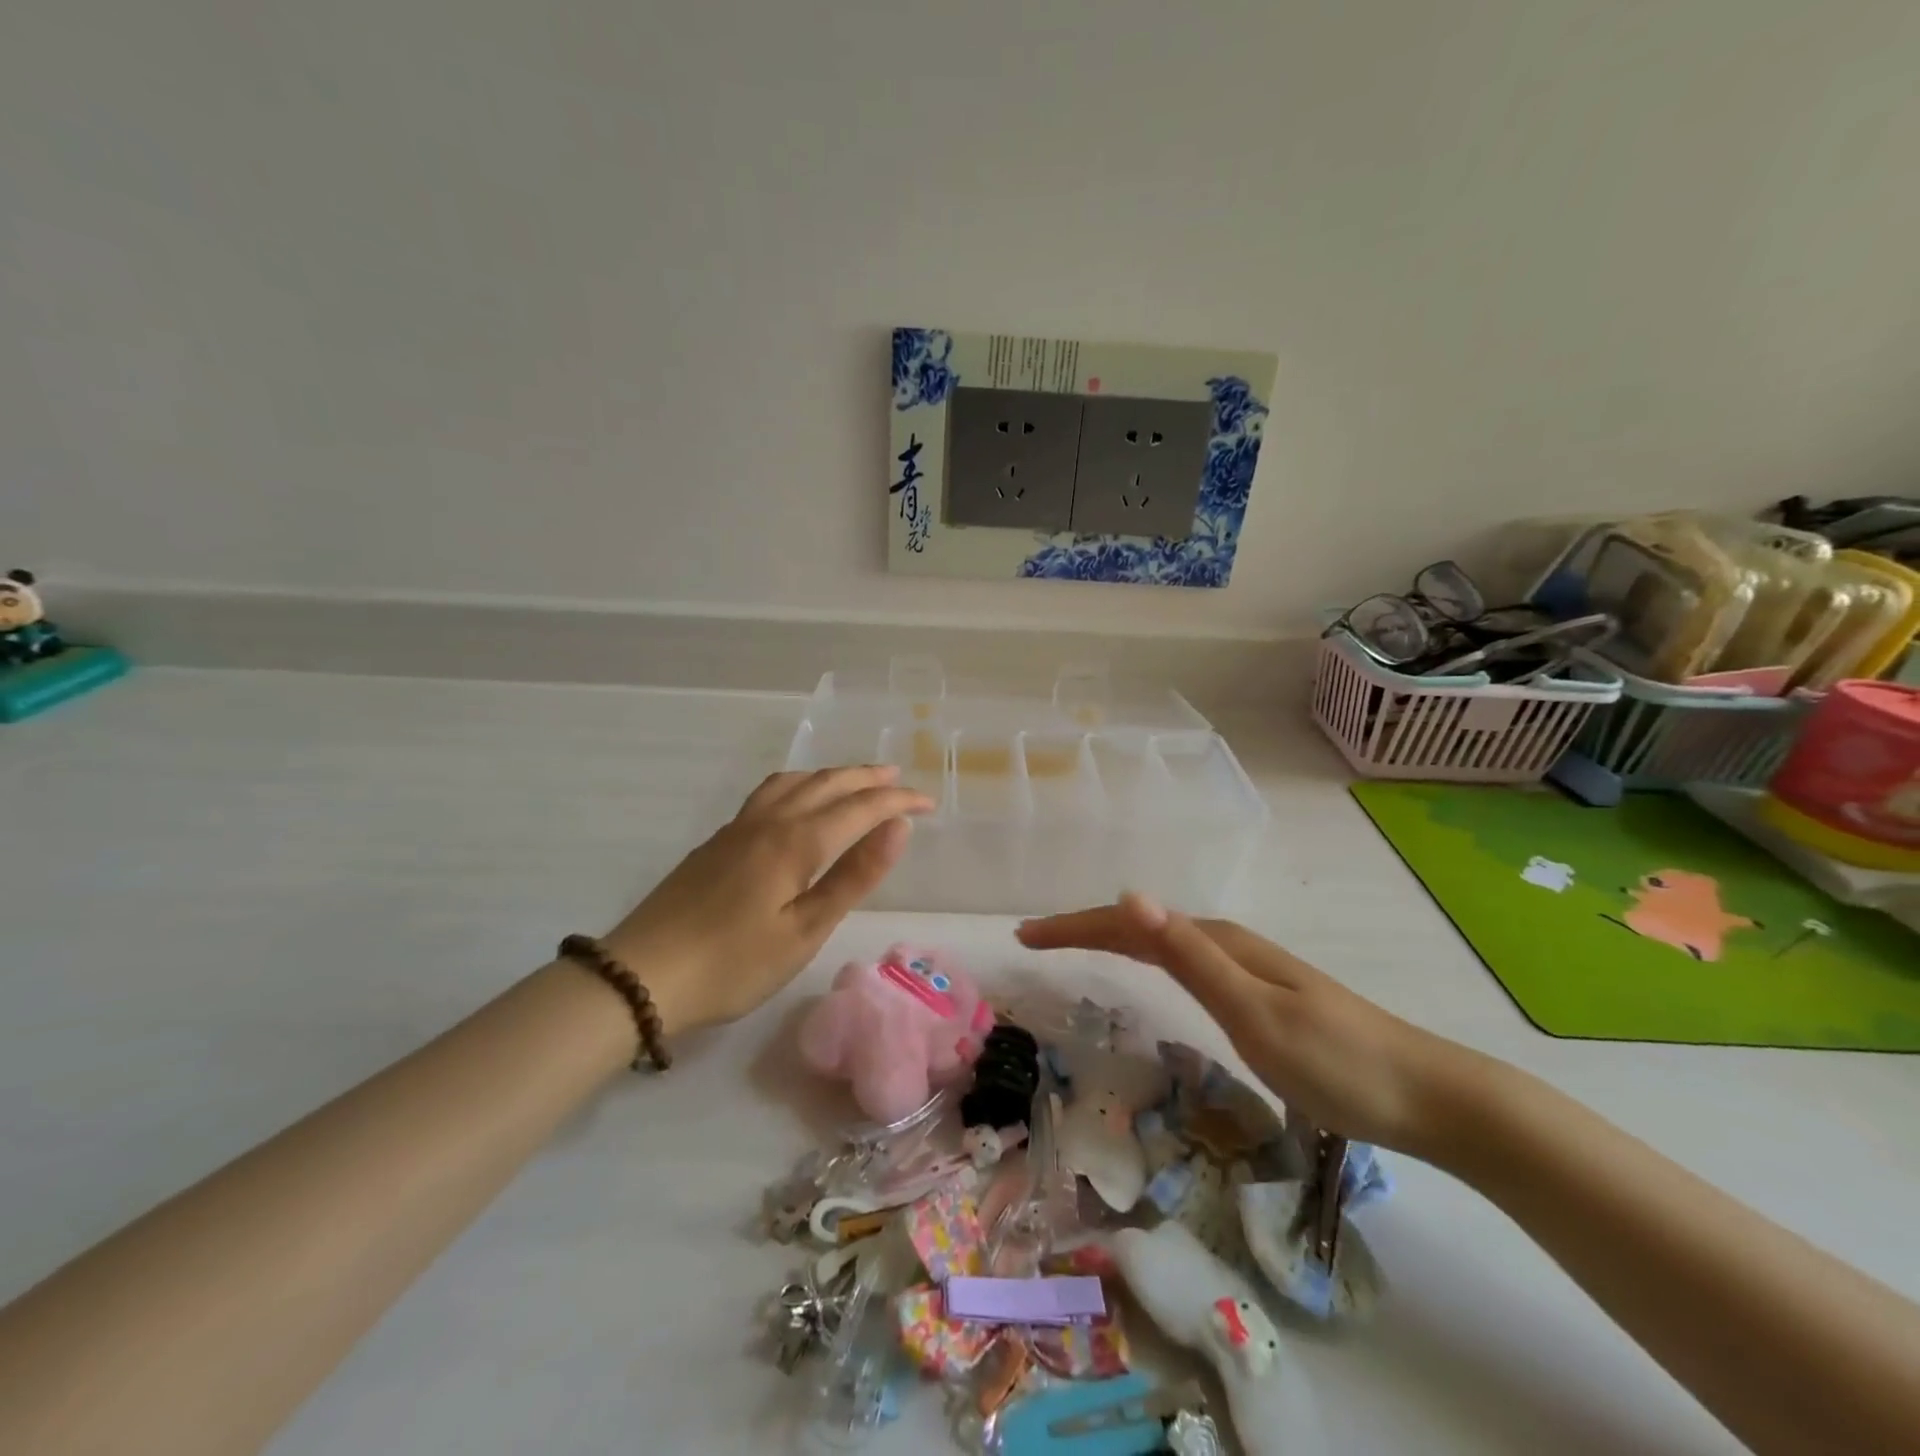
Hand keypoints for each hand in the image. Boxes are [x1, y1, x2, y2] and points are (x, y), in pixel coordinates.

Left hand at [604, 766, 931, 1033]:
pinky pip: (770, 792)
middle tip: (900, 778)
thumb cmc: (734, 963)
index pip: (860, 807)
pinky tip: (797, 800)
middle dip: (868, 778)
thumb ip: (854, 876)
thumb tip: (899, 827)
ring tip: (854, 779)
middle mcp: (770, 821)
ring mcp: (738, 827)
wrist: (641, 975)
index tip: (930, 803)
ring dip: (831, 775)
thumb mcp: (805, 930)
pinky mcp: (718, 841)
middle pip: (827, 784)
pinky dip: (800, 784)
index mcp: (796, 841)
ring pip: (794, 782)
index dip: (898, 801)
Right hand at [1016, 894, 1472, 1156]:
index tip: (1025, 936)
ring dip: (1112, 939)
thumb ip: (1191, 956)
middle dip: (1084, 928)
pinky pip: (1182, 962)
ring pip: (1161, 942)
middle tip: (1034, 940)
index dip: (1074, 926)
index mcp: (1219, 943)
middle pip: (1141, 927)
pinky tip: (1149, 970)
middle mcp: (1227, 945)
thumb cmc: (1339, 1062)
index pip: (1129, 924)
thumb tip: (1131, 896)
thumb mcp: (1255, 1012)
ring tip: (1074, 946)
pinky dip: (1146, 959)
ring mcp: (1245, 968)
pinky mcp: (1257, 994)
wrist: (1429, 1097)